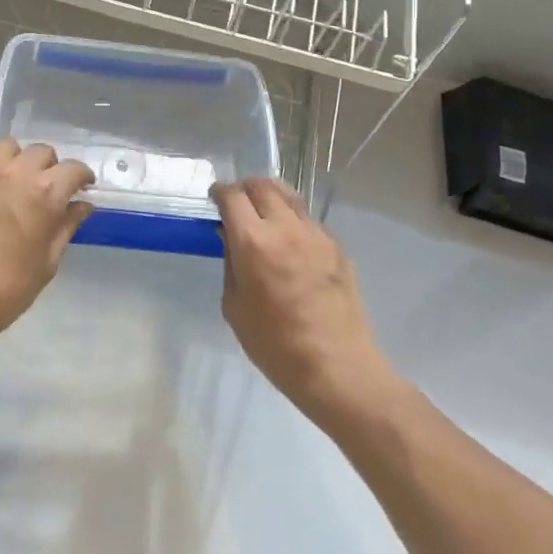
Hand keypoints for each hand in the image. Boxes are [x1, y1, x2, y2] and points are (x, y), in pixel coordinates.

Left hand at [0, 123, 94, 365]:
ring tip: (13, 174)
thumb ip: (65, 228)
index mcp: (45, 195)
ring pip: (7, 145)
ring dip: (16, 157)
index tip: (81, 187)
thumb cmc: (3, 292)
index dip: (81, 177)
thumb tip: (82, 205)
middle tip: (45, 187)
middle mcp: (15, 174)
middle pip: (42, 152)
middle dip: (50, 167)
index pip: (73, 170)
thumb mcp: (45, 265)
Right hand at [212, 178, 390, 418]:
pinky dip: (293, 220)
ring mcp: (316, 234)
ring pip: (290, 196)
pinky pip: (309, 220)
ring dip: (271, 197)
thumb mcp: (234, 307)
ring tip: (264, 213)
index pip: (232, 196)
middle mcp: (285, 228)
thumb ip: (231, 264)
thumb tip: (232, 239)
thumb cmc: (275, 345)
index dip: (220, 192)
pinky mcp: (337, 247)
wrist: (337, 368)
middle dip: (245, 188)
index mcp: (253, 242)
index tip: (215, 198)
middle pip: (262, 185)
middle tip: (237, 203)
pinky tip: (290, 242)